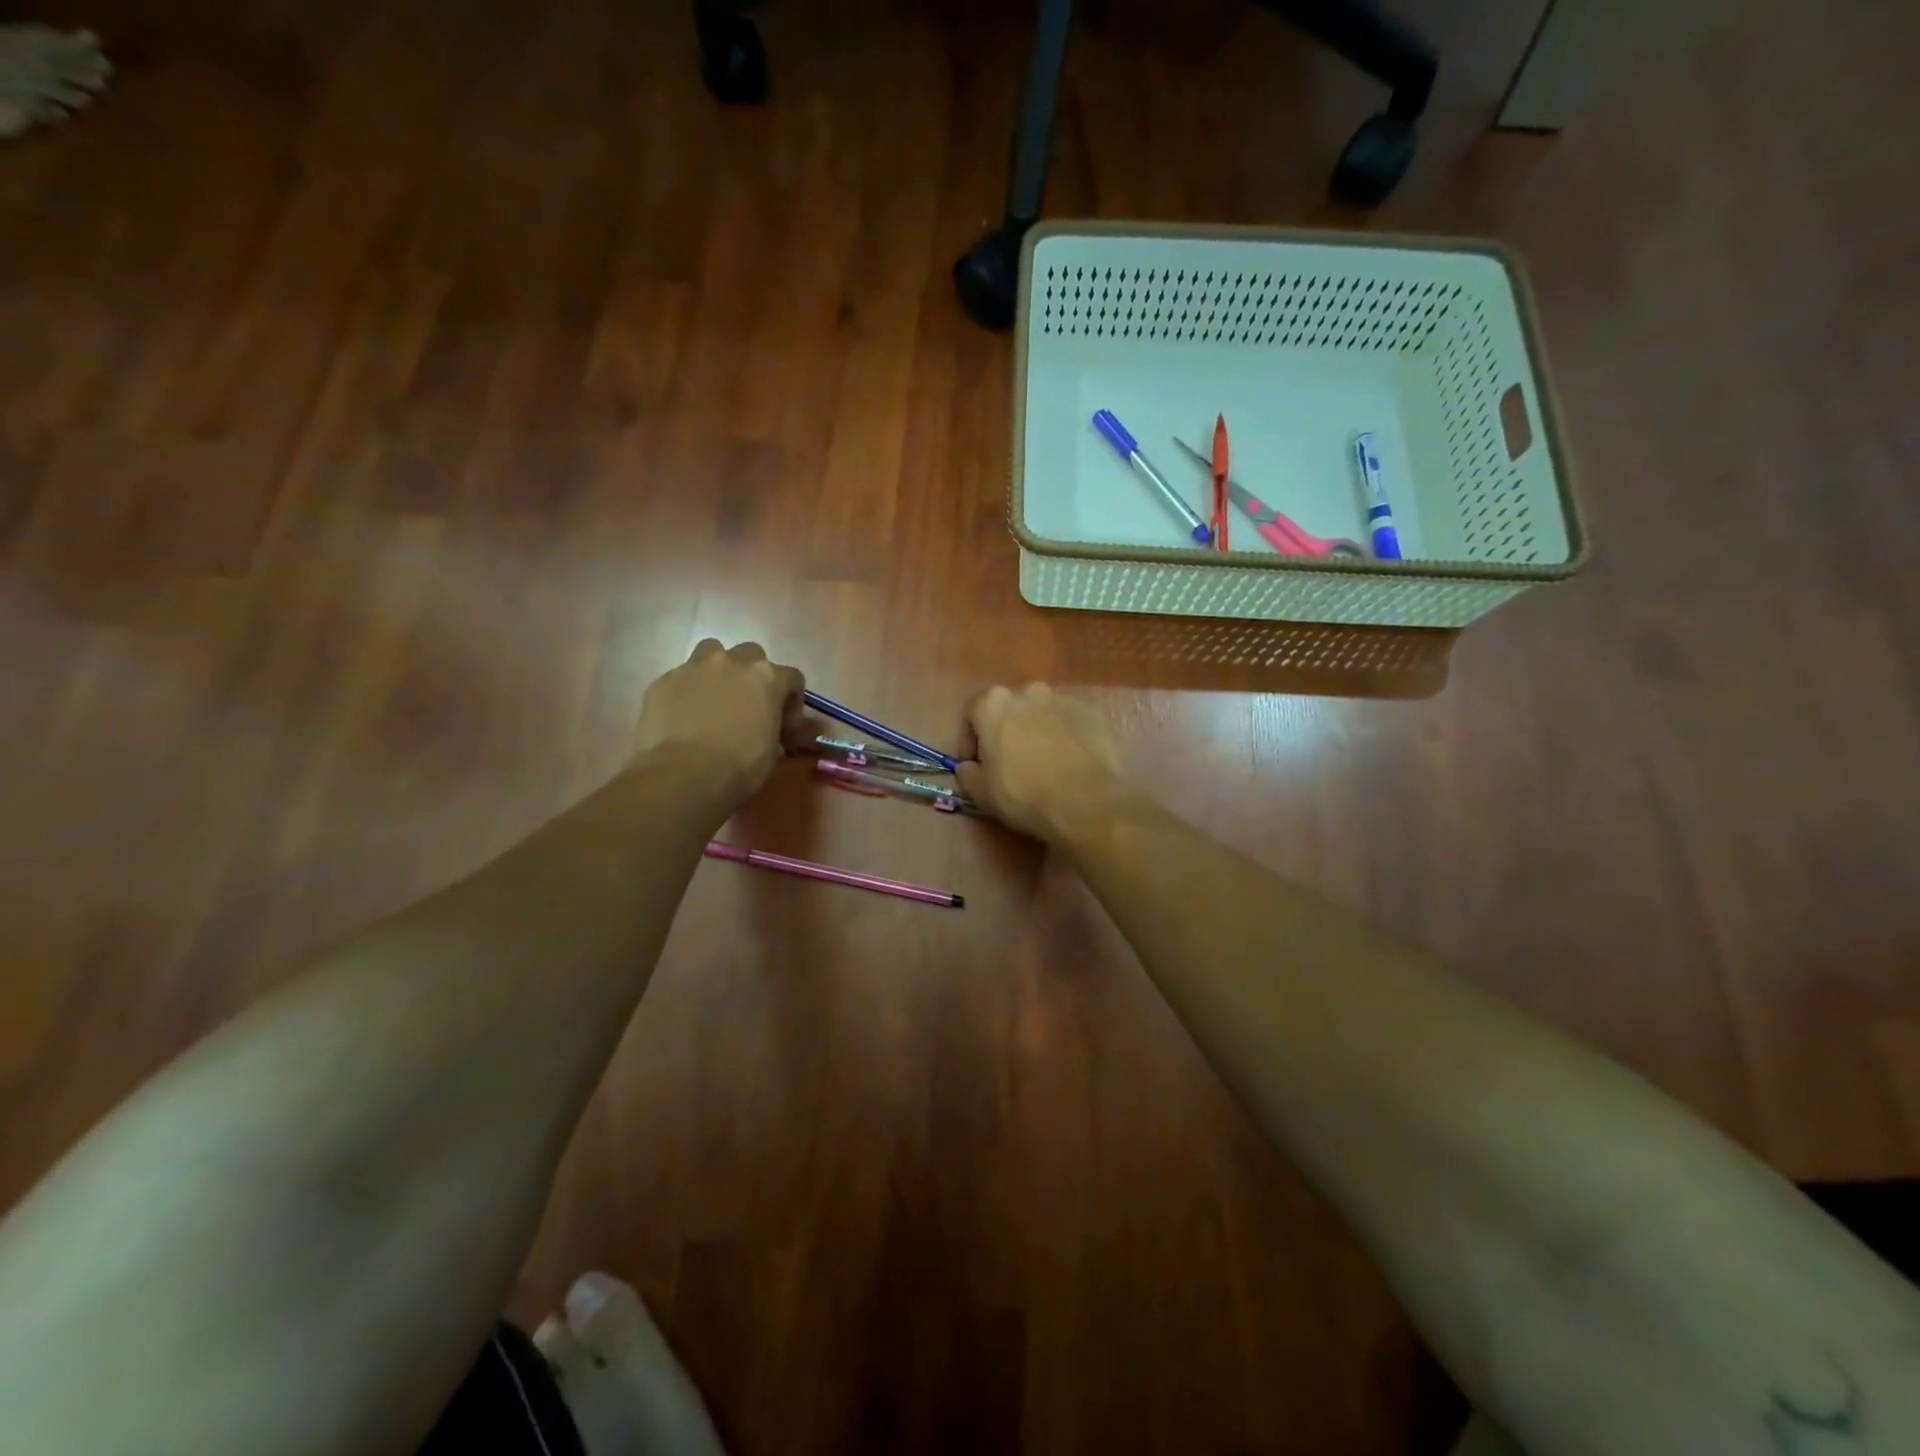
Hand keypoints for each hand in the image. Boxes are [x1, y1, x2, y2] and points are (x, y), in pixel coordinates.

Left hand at [633, 640, 804, 804]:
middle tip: (748, 707)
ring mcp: (694, 667)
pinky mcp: (663, 681)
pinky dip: (686, 692)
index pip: (792, 678)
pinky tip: (683, 718)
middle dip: (753, 677)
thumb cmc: (740, 766)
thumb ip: (783, 730)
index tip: (784, 726)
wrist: (683, 775)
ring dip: (717, 672)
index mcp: (766, 677)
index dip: (791, 702)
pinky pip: (681, 679)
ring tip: (714, 702)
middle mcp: (732, 662)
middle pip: (751, 655)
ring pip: (711, 654)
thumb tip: (792, 730)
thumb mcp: (775, 752)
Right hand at [956, 683, 1129, 842]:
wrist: (1086, 801)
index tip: (976, 765)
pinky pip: (1070, 723)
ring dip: (1037, 731)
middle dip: (1006, 731)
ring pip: (1041, 714)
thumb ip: (967, 773)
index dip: (970, 742)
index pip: (972, 715)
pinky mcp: (1093, 713)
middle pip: (1009, 709)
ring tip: (1043, 762)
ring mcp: (1064, 700)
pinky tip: (1069, 763)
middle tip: (1009, 762)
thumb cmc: (1023, 794)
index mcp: (994, 703)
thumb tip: (969, 766)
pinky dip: (1065, 737)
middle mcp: (1028, 692)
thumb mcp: (980, 793)